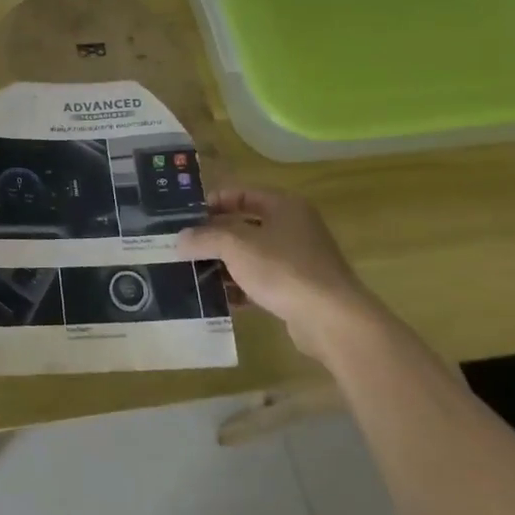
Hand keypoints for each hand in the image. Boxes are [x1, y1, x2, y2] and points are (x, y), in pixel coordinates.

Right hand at [177, 188, 383, 362]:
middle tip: (185, 246)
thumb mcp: (235, 246)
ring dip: (225, 264)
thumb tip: (180, 239)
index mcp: (284, 206)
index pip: (241, 193)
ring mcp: (299, 260)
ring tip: (195, 273)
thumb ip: (204, 238)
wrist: (333, 321)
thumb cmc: (283, 269)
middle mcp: (294, 227)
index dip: (212, 202)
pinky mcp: (299, 290)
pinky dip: (241, 287)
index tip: (186, 217)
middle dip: (214, 236)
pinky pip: (262, 281)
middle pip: (245, 225)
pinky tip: (220, 299)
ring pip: (252, 255)